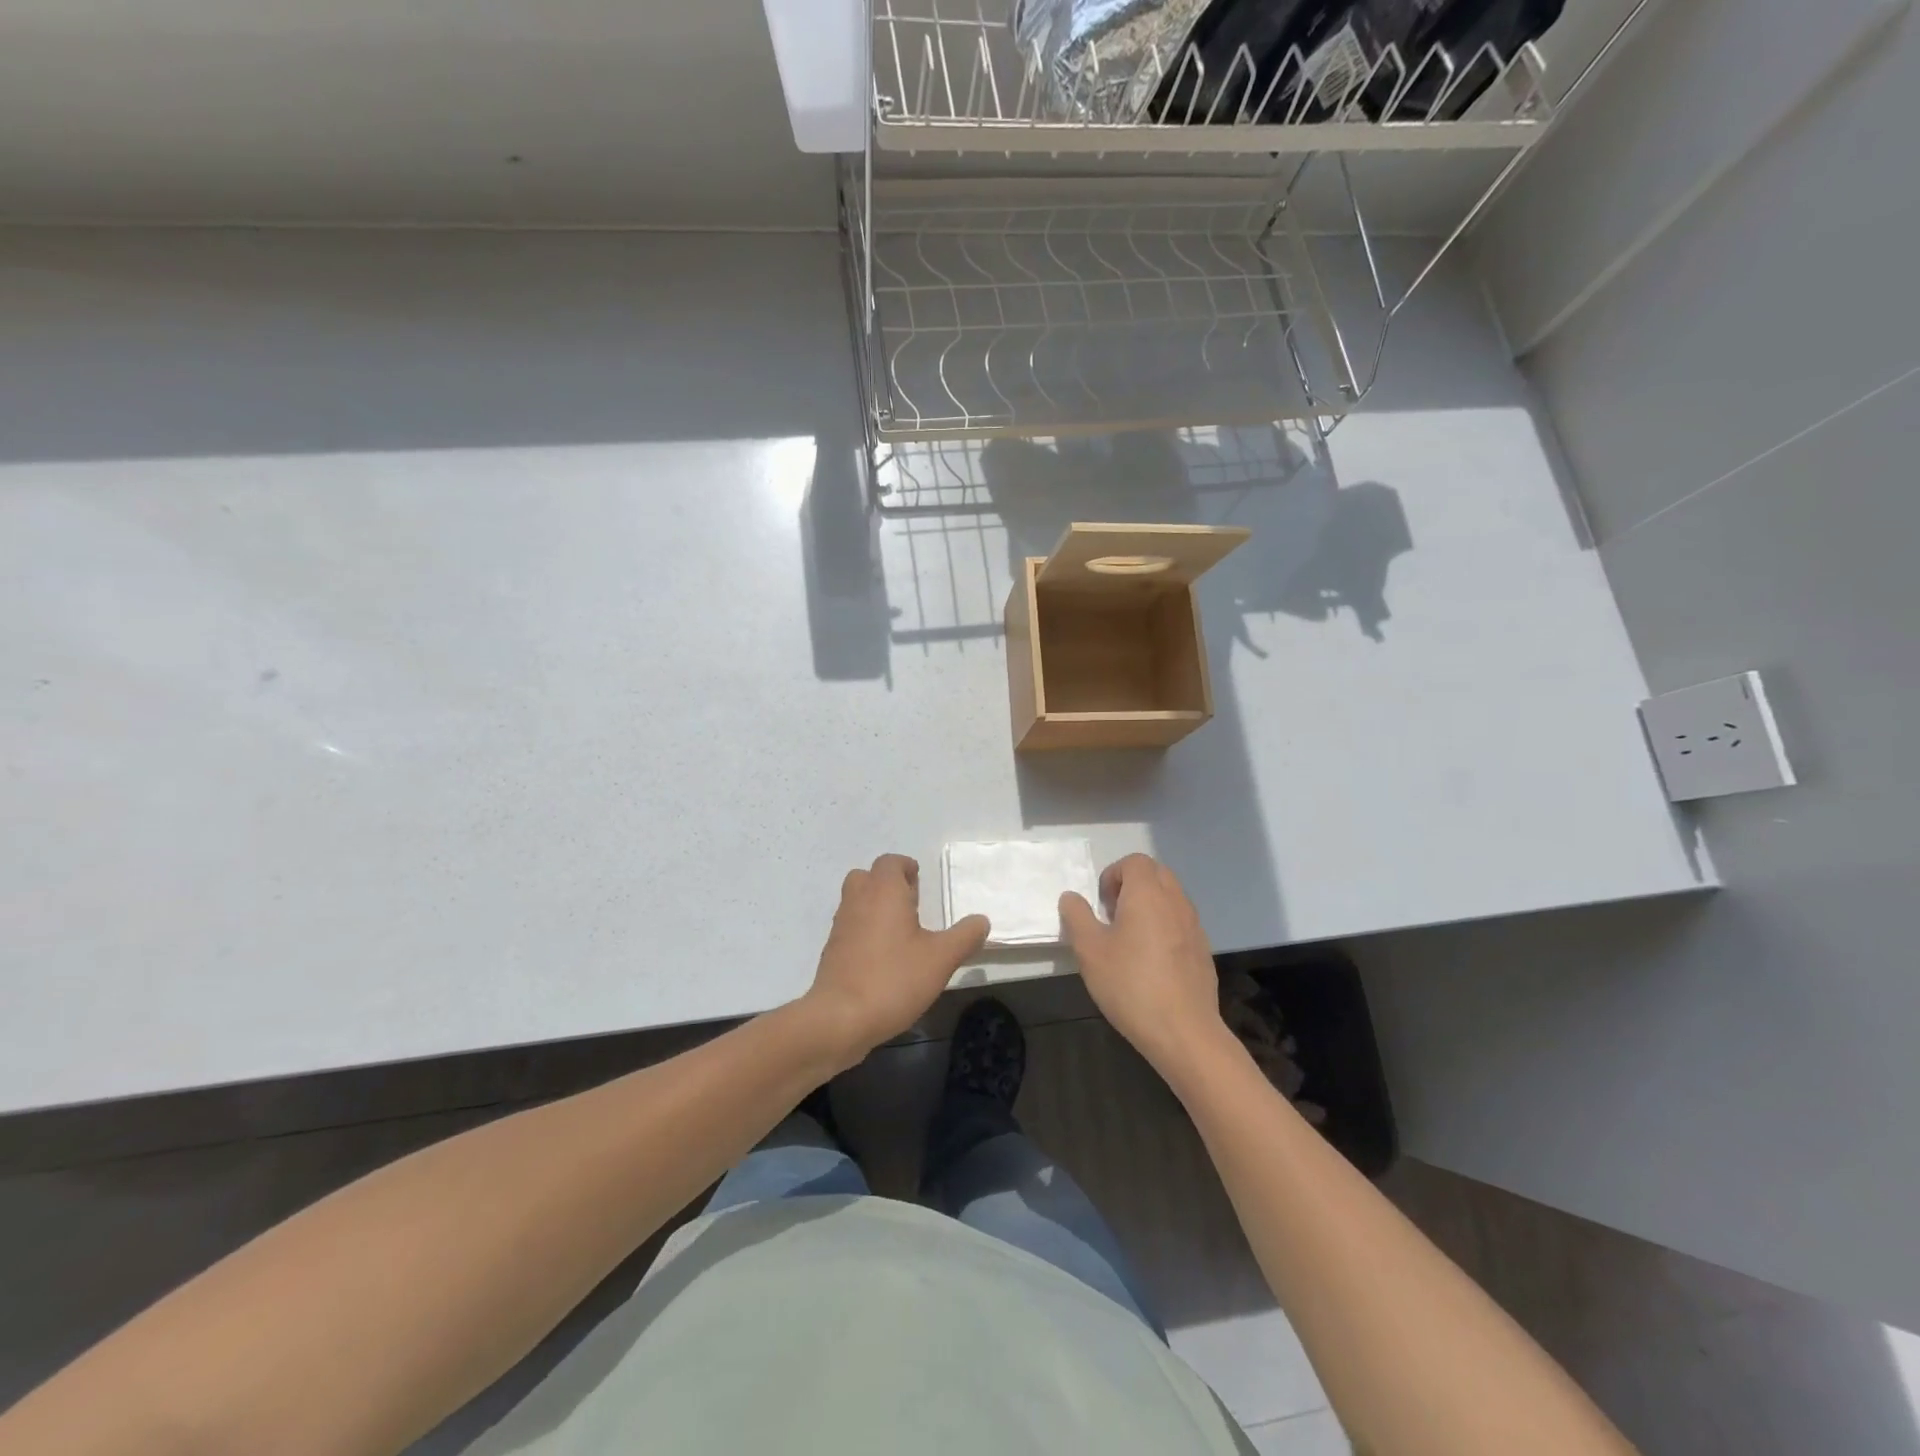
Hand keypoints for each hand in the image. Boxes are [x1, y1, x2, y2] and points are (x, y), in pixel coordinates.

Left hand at [802, 854, 990, 1065]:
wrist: (839, 1019)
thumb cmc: (893, 979)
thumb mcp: (941, 959)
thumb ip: (965, 936)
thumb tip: (982, 921)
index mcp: (883, 892)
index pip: (890, 862)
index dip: (906, 868)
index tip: (921, 883)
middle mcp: (858, 901)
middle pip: (868, 877)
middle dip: (889, 884)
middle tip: (912, 905)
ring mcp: (840, 926)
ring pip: (856, 901)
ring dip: (875, 907)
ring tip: (901, 932)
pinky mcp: (832, 951)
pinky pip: (850, 927)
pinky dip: (864, 931)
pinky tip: (883, 958)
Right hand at [1060, 854, 1227, 1077]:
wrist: (1183, 1031)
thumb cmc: (1130, 984)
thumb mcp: (1089, 950)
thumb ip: (1077, 916)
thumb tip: (1071, 897)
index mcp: (1148, 893)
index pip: (1134, 861)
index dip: (1113, 875)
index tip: (1101, 905)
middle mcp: (1176, 901)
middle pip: (1155, 873)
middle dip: (1131, 886)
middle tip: (1112, 916)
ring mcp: (1194, 925)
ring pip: (1170, 898)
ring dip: (1149, 906)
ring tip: (1129, 940)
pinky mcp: (1203, 950)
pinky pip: (1181, 923)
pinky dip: (1164, 927)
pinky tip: (1151, 963)